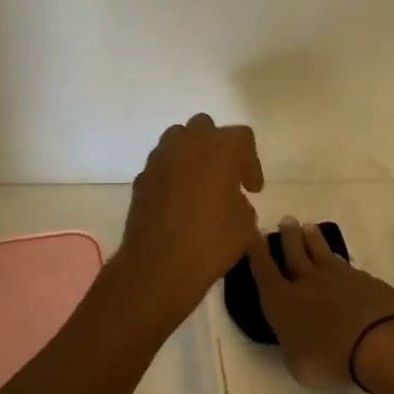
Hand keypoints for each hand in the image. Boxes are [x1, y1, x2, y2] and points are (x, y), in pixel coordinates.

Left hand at [116, 114, 264, 327]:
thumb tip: (231, 200)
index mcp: (221, 147)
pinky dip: (173, 175)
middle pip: (206, 128)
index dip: (251, 163)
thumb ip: (241, 202)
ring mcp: (160, 158)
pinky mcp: (141, 177)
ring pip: (178, 140)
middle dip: (218, 149)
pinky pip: (162, 165)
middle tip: (226, 178)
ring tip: (200, 185)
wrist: (158, 266)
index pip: (242, 138)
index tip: (252, 189)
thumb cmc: (211, 241)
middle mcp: (188, 142)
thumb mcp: (245, 224)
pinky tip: (179, 202)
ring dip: (192, 156)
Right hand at [247, 215, 393, 388]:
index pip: (264, 270)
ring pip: (321, 251)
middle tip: (286, 220)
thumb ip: (293, 346)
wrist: (379, 340)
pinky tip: (342, 264)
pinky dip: (340, 263)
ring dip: (313, 239)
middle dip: (288, 236)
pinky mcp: (364, 279)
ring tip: (309, 227)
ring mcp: (338, 276)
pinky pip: (347, 266)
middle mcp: (307, 281)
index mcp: (282, 301)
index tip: (252, 233)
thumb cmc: (330, 358)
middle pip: (294, 251)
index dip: (256, 251)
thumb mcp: (299, 365)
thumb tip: (295, 338)